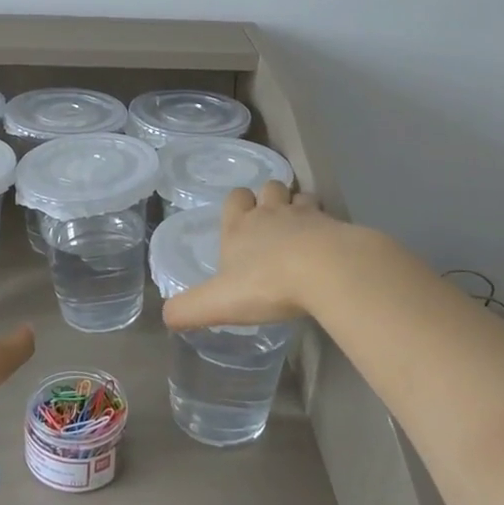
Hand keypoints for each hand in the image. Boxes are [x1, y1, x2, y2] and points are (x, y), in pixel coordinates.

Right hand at [161, 183, 354, 329]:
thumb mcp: (218, 302)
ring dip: (299, 208)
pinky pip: (330, 218)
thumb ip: (189, 309)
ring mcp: (307, 216)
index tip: (240, 219)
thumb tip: (166, 316)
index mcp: (240, 226)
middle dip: (269, 198)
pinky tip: (328, 247)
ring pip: (300, 198)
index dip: (237, 204)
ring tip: (301, 230)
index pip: (235, 198)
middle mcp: (272, 214)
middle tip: (272, 221)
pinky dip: (327, 227)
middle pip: (269, 188)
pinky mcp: (337, 227)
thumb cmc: (266, 283)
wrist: (326, 270)